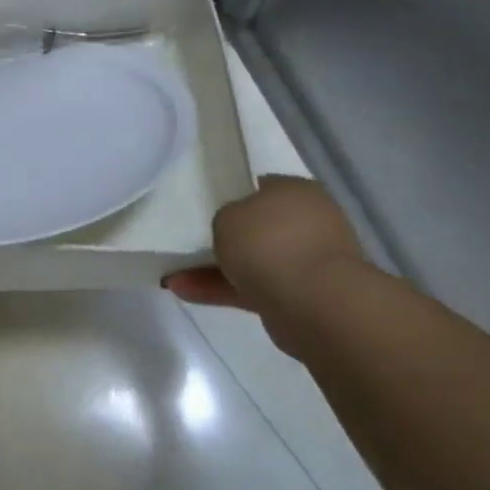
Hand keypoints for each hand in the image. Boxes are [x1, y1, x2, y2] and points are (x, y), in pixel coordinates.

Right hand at [163, 177, 364, 355]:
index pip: (261, 187)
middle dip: (226, 239)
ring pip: (254, 261)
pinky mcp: (302, 297)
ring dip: (217, 269)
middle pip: (258, 227)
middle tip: (192, 244)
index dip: (233, 196)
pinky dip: (224, 290)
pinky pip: (255, 288)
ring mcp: (308, 261)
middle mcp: (309, 222)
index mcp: (296, 191)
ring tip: (175, 277)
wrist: (314, 302)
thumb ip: (225, 219)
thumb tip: (233, 231)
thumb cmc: (269, 243)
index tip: (206, 208)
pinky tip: (187, 293)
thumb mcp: (227, 216)